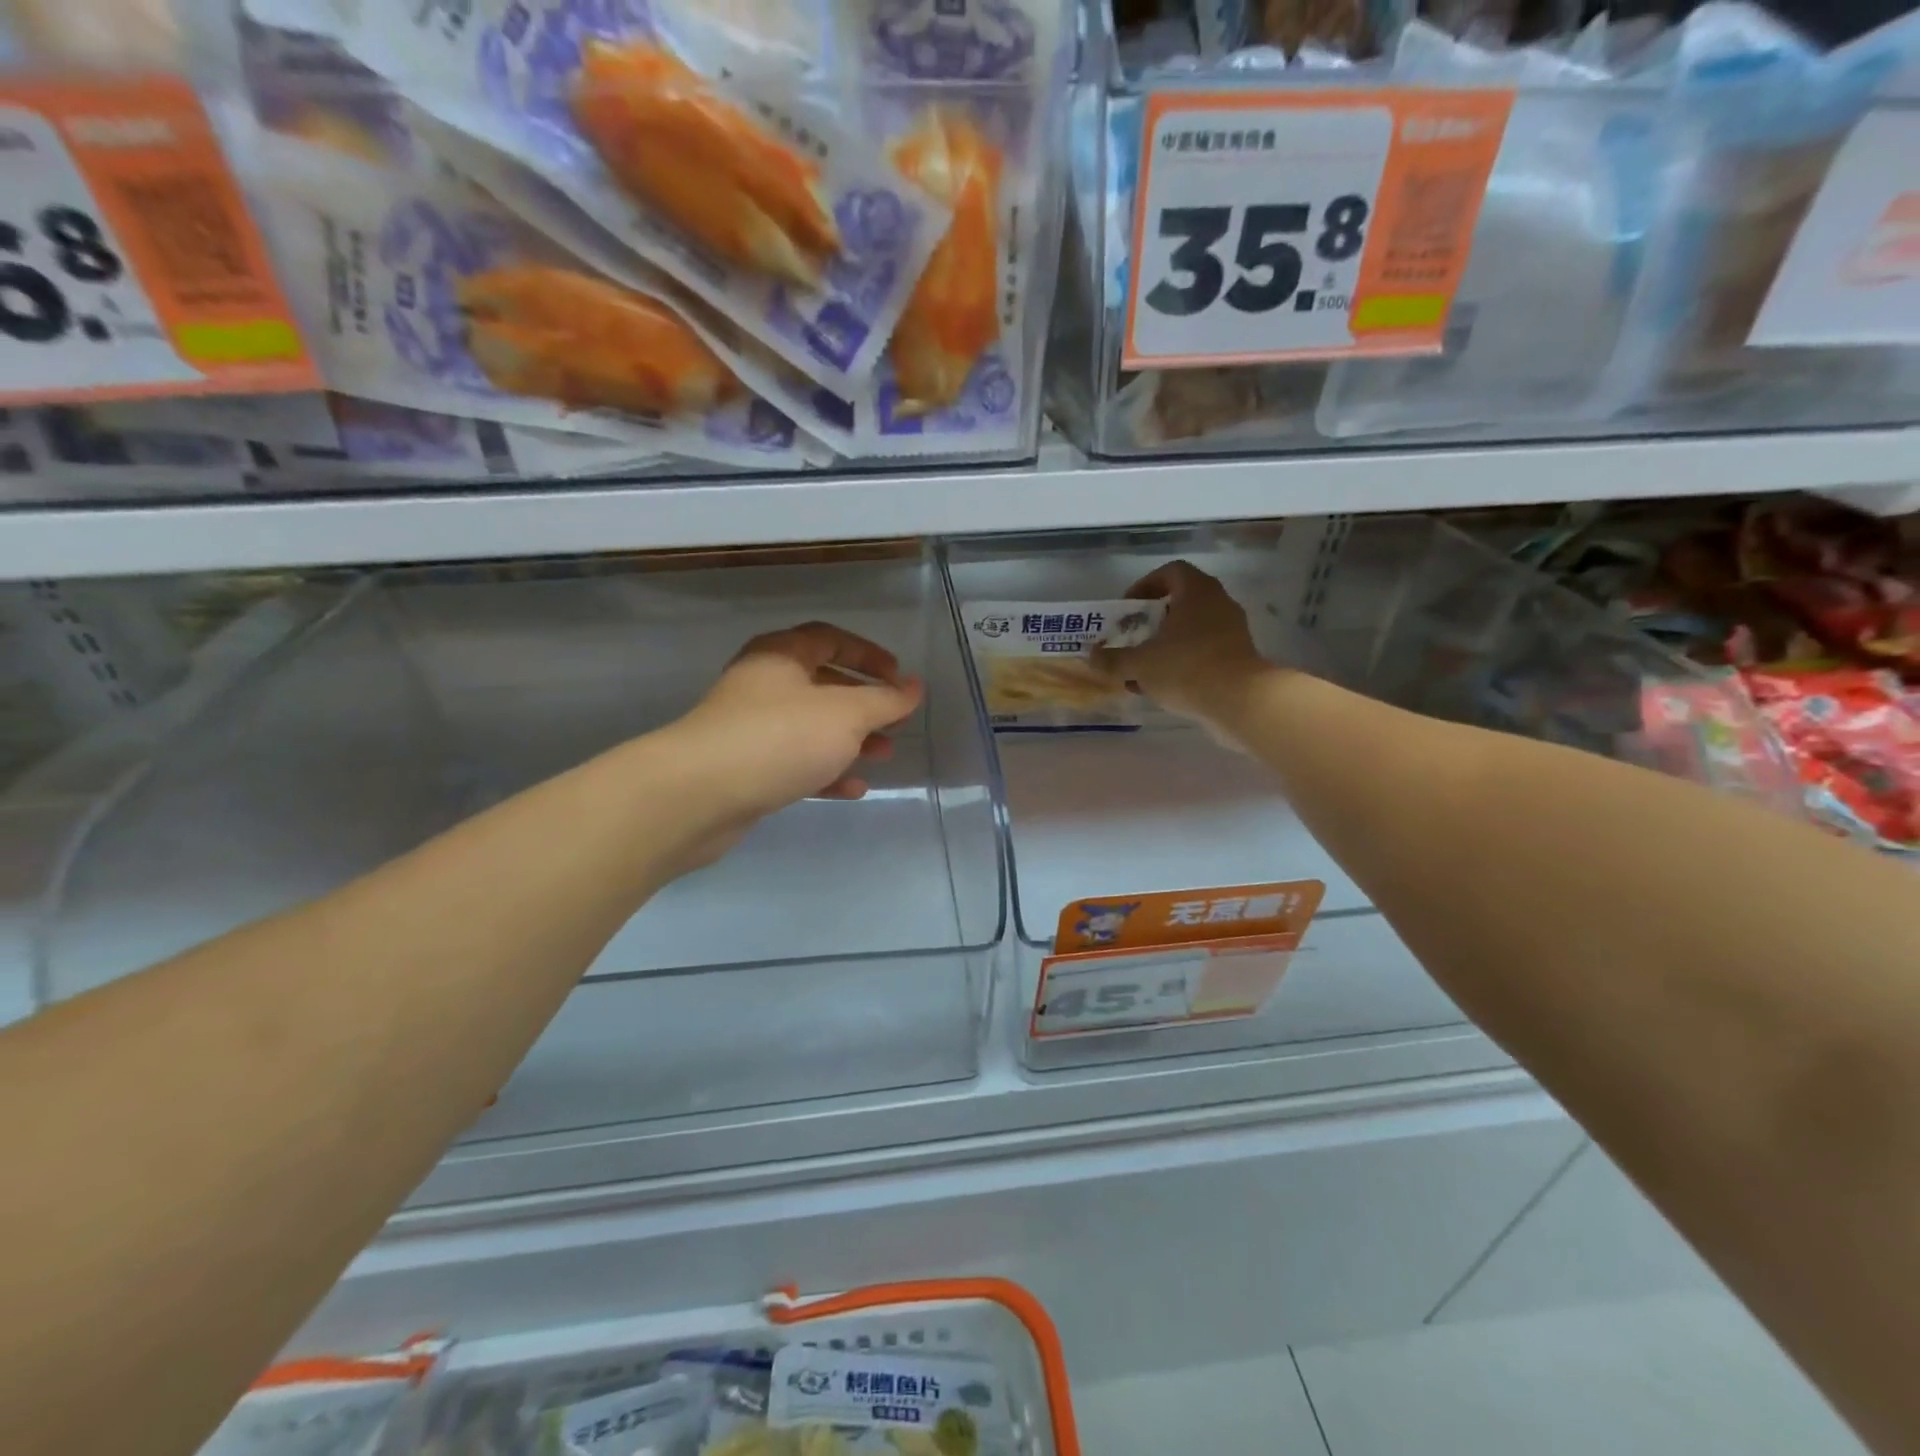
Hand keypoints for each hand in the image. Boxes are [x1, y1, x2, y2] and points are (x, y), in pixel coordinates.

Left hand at [664, 622, 923, 867]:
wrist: (699, 794)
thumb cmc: (780, 738)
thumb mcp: (845, 715)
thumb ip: (885, 701)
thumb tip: (914, 687)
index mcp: (782, 655)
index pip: (831, 639)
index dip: (868, 655)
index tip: (899, 678)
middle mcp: (764, 685)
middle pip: (823, 684)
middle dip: (864, 704)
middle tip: (895, 722)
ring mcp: (752, 727)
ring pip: (812, 727)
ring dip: (850, 740)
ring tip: (883, 756)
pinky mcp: (747, 768)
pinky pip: (796, 762)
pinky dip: (826, 771)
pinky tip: (853, 789)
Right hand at [1091, 560, 1270, 724]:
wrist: (1240, 701)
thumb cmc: (1186, 668)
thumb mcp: (1139, 664)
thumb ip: (1112, 659)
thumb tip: (1092, 656)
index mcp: (1196, 592)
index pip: (1171, 572)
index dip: (1146, 585)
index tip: (1128, 608)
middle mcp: (1218, 603)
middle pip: (1182, 600)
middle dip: (1153, 619)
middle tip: (1134, 636)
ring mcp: (1232, 630)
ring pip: (1193, 628)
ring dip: (1167, 643)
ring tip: (1144, 666)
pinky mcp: (1239, 656)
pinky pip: (1205, 650)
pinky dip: (1183, 661)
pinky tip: (1164, 686)